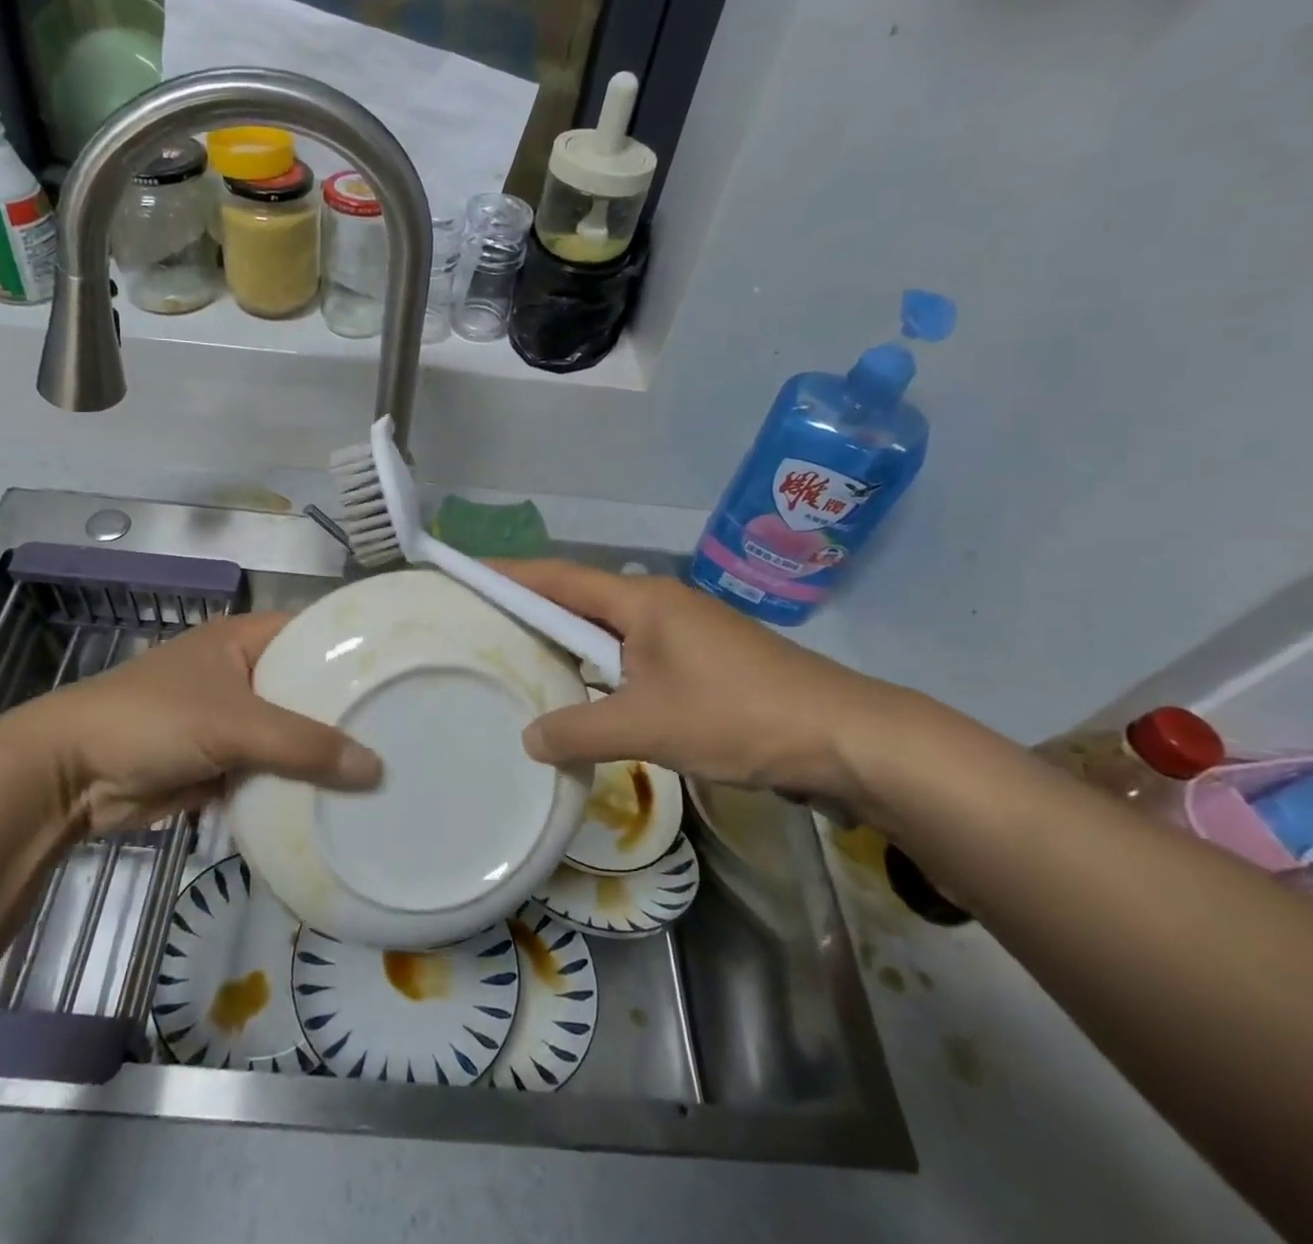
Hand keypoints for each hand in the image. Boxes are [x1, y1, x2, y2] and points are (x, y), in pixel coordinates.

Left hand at [0, 611, 380, 833]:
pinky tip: (337, 798)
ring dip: (322, 752)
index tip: (404, 671)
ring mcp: (231, 719)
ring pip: (291, 732)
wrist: (70, 776)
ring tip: (385, 766)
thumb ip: (304, 744)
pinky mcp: (221, 761)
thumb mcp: (233, 723)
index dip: (356, 649)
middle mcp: (243, 672)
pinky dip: (294, 782)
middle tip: (406, 727)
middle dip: (346, 709)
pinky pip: (270, 768)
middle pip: (307, 687)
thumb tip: (376, 769)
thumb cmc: (153, 721)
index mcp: (245, 639)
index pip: (316, 632)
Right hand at [496, 560, 910, 813]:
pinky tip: (585, 696)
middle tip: (483, 624)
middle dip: (532, 609)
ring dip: (568, 643)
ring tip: (522, 659)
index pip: (559, 577)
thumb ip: (579, 731)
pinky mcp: (703, 661)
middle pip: (580, 598)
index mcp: (642, 601)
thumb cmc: (737, 715)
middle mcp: (659, 604)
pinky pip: (633, 654)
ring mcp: (685, 632)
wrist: (844, 736)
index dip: (511, 574)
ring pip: (608, 630)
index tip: (467, 571)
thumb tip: (528, 739)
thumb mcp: (647, 726)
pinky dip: (600, 668)